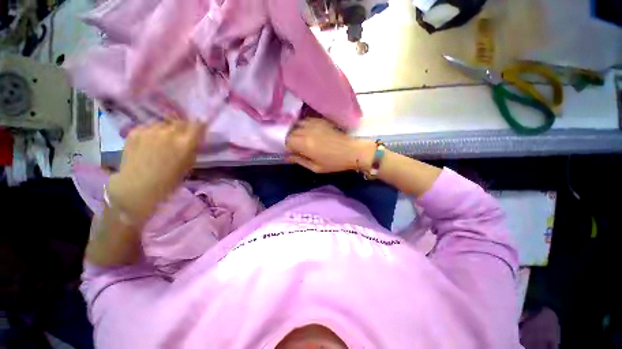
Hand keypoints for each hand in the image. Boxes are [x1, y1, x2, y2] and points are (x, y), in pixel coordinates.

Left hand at [108, 121, 205, 222]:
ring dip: (168, 129)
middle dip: (184, 127)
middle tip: (182, 136)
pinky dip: (153, 132)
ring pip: (164, 123)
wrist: (137, 187)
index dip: (200, 125)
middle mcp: (169, 133)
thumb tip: (194, 141)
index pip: (197, 126)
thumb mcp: (188, 166)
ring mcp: (150, 131)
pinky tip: (150, 142)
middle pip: (181, 122)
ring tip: (163, 139)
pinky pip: (149, 127)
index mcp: (185, 143)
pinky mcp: (135, 131)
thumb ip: (192, 150)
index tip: (201, 126)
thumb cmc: (168, 181)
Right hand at [285, 117, 374, 173]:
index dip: (287, 147)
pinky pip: (306, 120)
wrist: (352, 151)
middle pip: (290, 132)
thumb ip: (299, 161)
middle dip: (290, 139)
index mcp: (305, 144)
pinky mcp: (320, 120)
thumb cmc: (334, 162)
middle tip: (296, 147)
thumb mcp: (316, 167)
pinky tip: (308, 131)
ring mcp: (314, 123)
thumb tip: (287, 157)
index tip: (291, 152)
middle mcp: (307, 131)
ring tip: (302, 139)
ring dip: (296, 131)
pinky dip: (303, 125)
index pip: (286, 141)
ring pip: (297, 124)